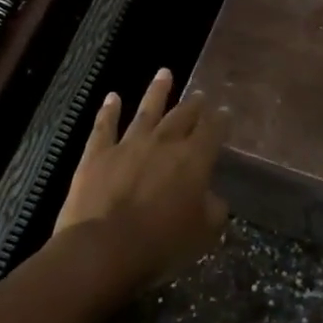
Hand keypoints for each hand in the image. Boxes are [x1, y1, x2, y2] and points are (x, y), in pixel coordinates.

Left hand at [54, 69, 227, 296]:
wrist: (103, 249)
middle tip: (199, 94)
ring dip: (157, 91)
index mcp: (195, 159)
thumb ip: (213, 210)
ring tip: (164, 73)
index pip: (213, 130)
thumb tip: (214, 198)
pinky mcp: (97, 155)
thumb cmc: (161, 244)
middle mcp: (165, 143)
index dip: (220, 120)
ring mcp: (129, 144)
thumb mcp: (203, 233)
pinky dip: (109, 111)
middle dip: (193, 104)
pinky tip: (112, 97)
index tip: (225, 112)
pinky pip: (104, 127)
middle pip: (183, 115)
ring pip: (147, 111)